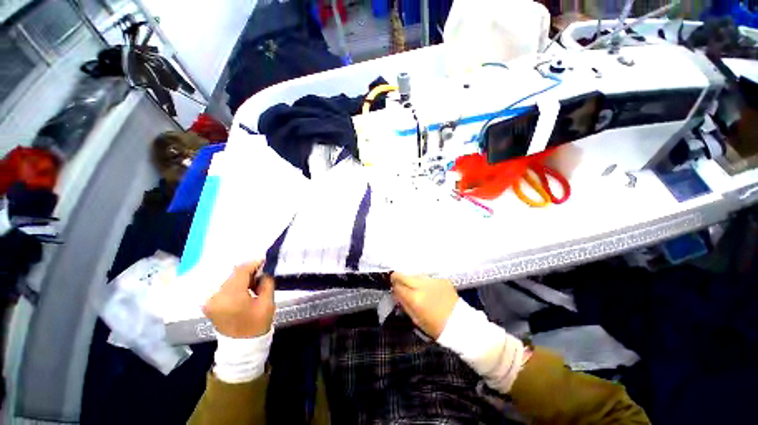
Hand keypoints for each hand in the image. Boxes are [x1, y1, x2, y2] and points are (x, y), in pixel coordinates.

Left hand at [203, 260, 274, 337]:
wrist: (241, 346)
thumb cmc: (257, 324)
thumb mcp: (267, 302)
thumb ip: (266, 282)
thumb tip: (264, 270)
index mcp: (231, 297)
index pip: (241, 271)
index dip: (253, 263)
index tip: (265, 260)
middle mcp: (216, 297)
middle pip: (233, 274)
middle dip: (249, 271)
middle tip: (262, 274)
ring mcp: (210, 301)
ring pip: (228, 279)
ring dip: (242, 278)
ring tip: (254, 284)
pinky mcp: (210, 304)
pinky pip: (224, 287)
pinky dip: (235, 285)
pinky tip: (245, 290)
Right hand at [390, 272, 458, 338]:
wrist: (459, 324)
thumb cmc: (435, 326)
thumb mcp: (416, 319)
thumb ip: (404, 304)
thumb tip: (396, 293)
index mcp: (414, 298)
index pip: (397, 286)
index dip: (394, 287)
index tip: (394, 288)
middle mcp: (422, 286)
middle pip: (403, 275)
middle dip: (398, 277)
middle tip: (398, 281)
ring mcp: (432, 280)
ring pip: (415, 274)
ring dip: (412, 279)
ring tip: (415, 286)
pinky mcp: (441, 278)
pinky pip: (427, 277)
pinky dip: (425, 281)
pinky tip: (428, 288)